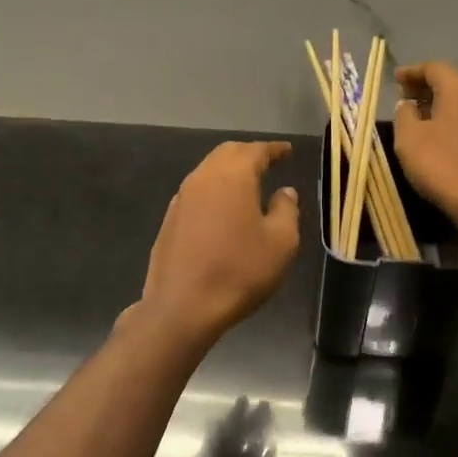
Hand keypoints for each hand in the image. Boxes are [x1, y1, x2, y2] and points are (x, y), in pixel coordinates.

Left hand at [136, 141, 301, 343]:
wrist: (183, 307)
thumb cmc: (240, 271)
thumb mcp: (281, 243)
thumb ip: (286, 210)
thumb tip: (284, 192)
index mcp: (233, 177)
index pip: (256, 151)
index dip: (274, 150)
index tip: (287, 151)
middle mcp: (203, 178)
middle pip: (227, 153)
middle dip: (249, 154)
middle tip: (268, 161)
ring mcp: (181, 199)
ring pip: (208, 171)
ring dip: (229, 171)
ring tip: (248, 183)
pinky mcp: (170, 220)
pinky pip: (196, 192)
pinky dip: (214, 190)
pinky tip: (223, 208)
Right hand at [392, 62, 457, 227]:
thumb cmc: (442, 165)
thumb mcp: (409, 138)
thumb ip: (404, 113)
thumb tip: (408, 105)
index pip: (433, 68)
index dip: (412, 72)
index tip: (395, 79)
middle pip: (451, 81)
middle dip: (427, 86)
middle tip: (405, 97)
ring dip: (442, 103)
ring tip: (421, 116)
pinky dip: (456, 117)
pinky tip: (442, 133)